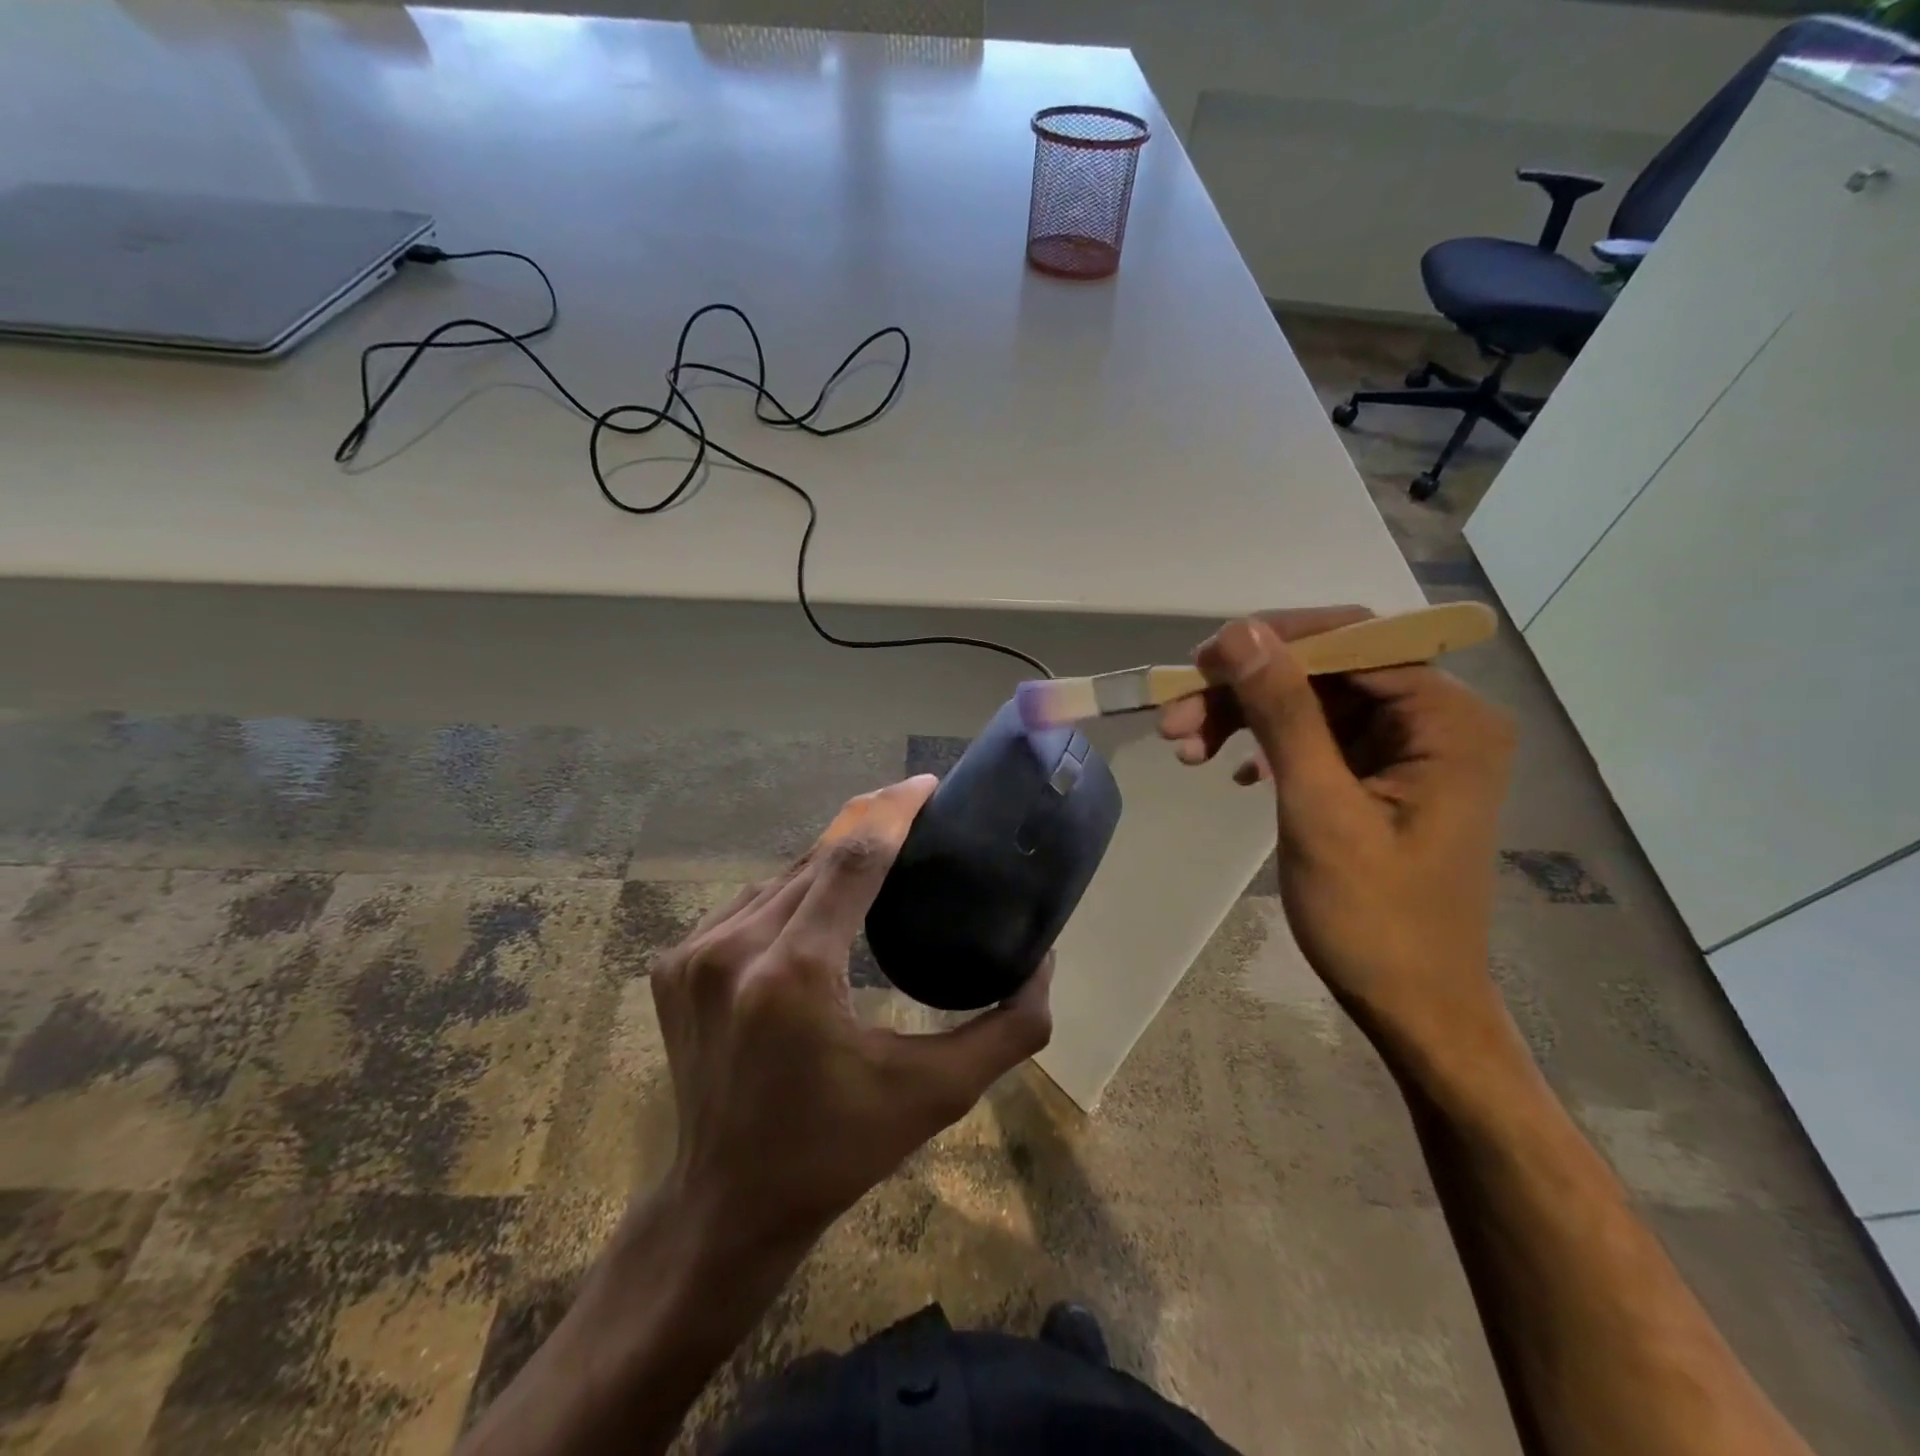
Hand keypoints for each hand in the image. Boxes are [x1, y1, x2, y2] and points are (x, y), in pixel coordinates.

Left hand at [650, 775, 1052, 1257]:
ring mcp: (694, 954)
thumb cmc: (837, 1151)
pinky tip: (816, 910)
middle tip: (915, 814)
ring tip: (874, 864)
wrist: (724, 1204)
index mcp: (796, 972)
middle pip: (816, 858)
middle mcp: (735, 948)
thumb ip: (1007, 1031)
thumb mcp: (936, 1096)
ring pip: (779, 878)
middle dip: (868, 828)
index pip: (853, 856)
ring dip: (828, 864)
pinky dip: (788, 895)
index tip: (929, 785)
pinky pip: (746, 904)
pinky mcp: (672, 965)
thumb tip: (1043, 962)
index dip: (895, 810)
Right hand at [1159, 609, 1515, 1044]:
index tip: (1199, 664)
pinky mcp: (1381, 774)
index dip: (1273, 642)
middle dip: (1247, 688)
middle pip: (1327, 670)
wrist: (1411, 1004)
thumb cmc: (1374, 918)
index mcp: (1448, 720)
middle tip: (1176, 716)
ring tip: (1185, 747)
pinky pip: (1316, 735)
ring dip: (1245, 717)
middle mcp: (1437, 719)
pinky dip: (1267, 744)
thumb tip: (1240, 633)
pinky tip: (1232, 771)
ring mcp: (1408, 748)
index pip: (1355, 640)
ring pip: (1312, 701)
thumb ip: (1283, 714)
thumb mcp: (1319, 809)